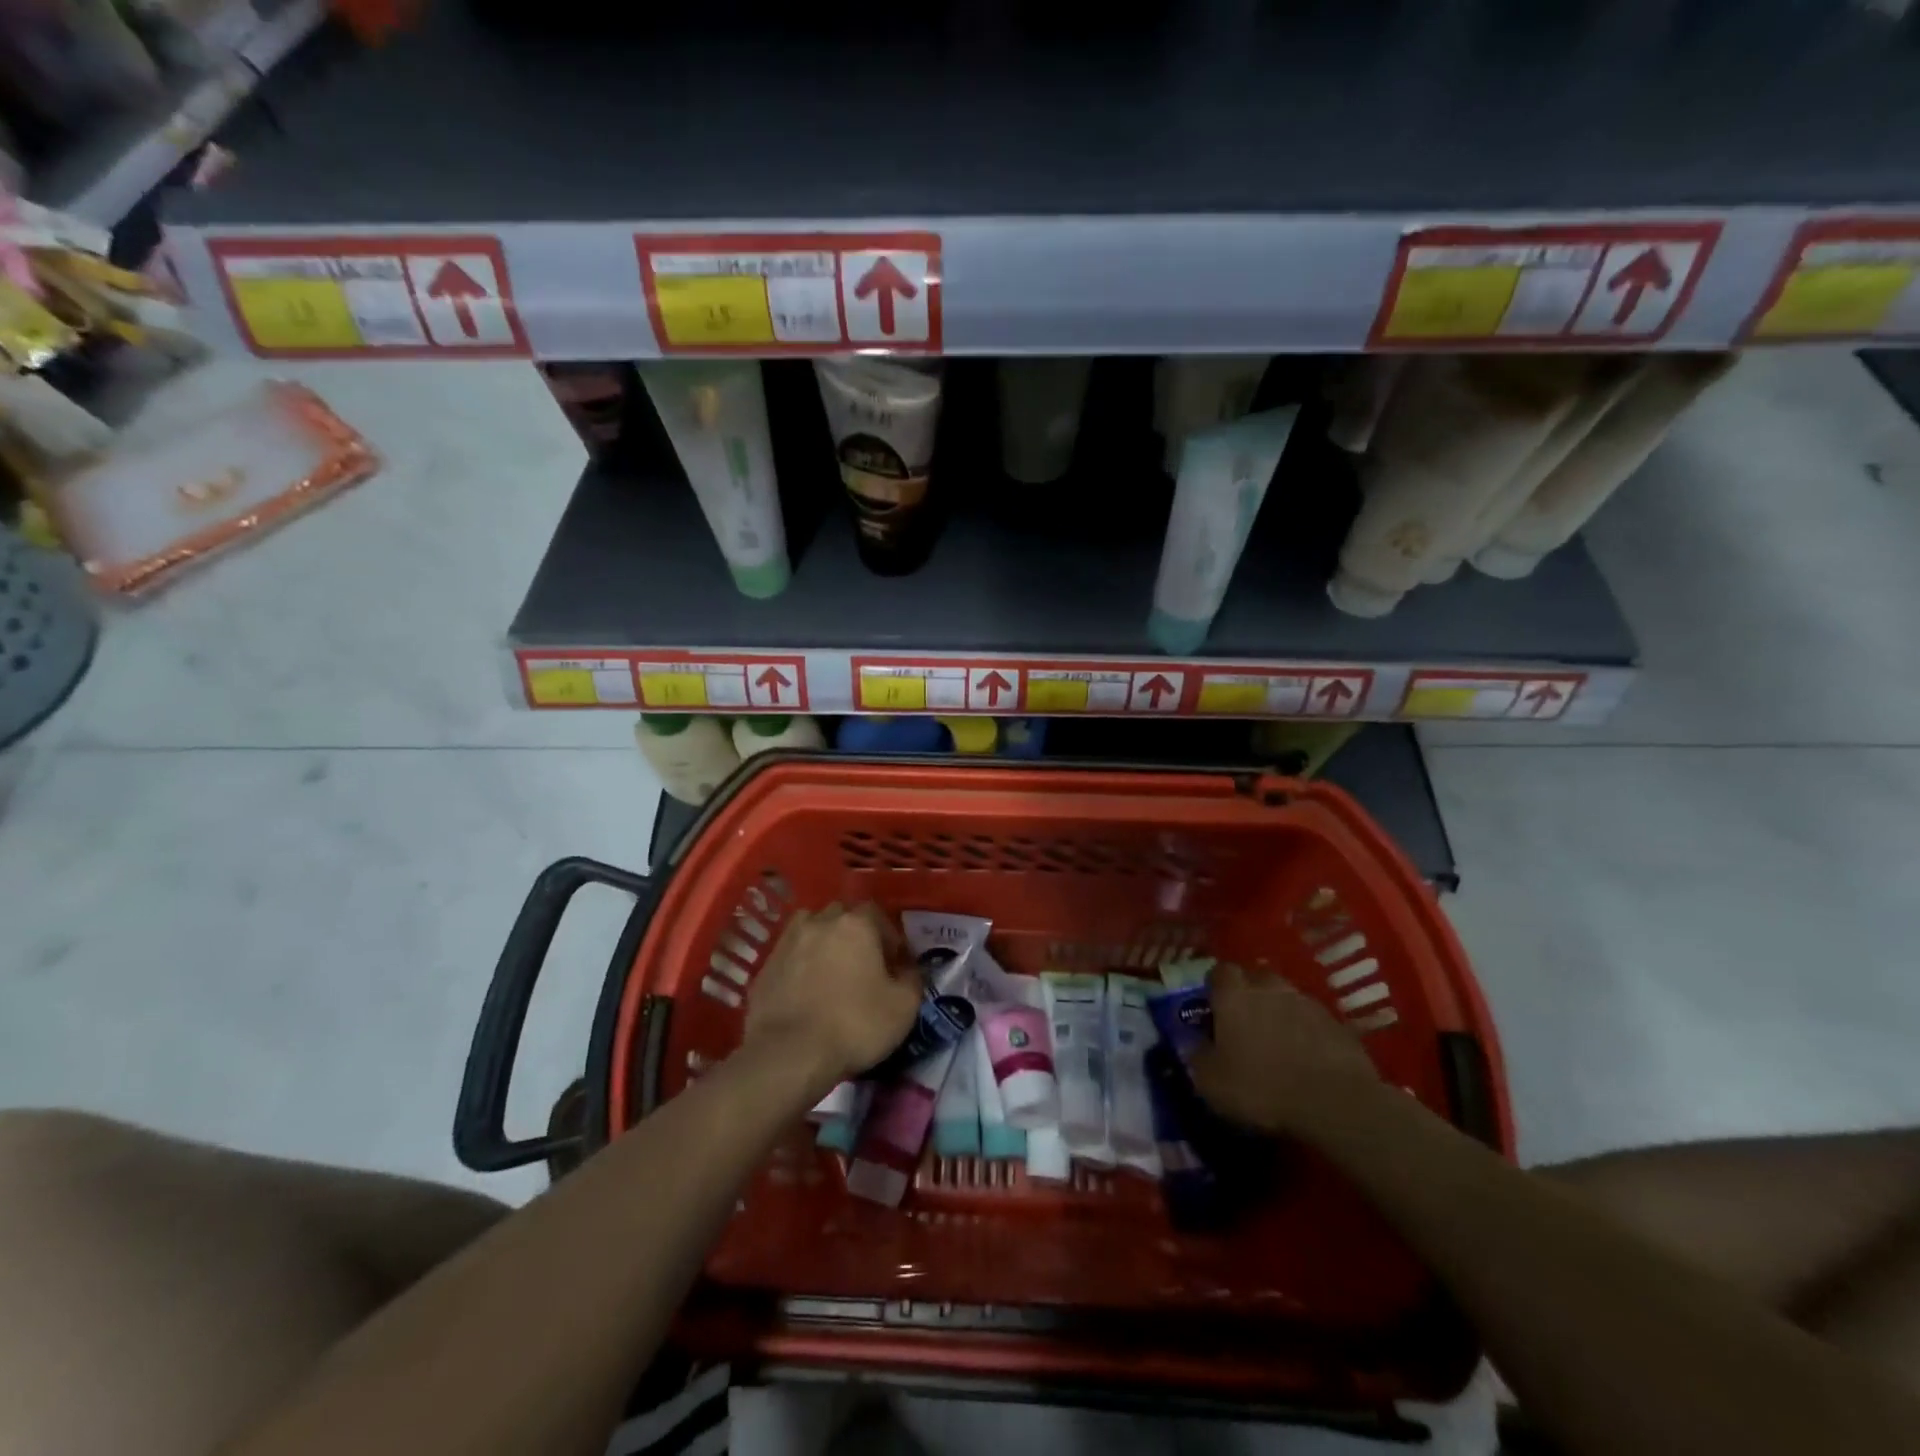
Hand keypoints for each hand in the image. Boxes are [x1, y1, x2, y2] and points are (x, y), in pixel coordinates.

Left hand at [744, 903, 921, 1094]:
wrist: (788, 1055)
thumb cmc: (854, 1025)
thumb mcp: (904, 1006)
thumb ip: (912, 978)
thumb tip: (907, 968)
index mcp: (856, 923)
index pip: (877, 914)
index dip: (888, 937)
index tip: (893, 965)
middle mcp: (820, 921)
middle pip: (842, 917)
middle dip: (854, 935)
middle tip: (862, 967)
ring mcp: (788, 941)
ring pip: (812, 931)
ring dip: (824, 944)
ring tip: (831, 975)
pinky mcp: (765, 966)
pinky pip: (791, 956)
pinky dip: (800, 966)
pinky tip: (806, 993)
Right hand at [1186, 962, 1383, 1135]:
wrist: (1335, 1103)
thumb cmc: (1261, 1087)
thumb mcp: (1211, 1082)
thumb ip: (1197, 1056)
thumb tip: (1195, 1044)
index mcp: (1233, 994)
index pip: (1219, 972)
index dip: (1214, 988)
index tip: (1213, 1008)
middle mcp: (1269, 987)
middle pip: (1255, 977)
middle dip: (1249, 993)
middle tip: (1245, 1022)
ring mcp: (1307, 1002)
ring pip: (1286, 996)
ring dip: (1280, 1011)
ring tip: (1278, 1041)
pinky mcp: (1337, 1023)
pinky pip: (1313, 1019)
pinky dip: (1307, 1031)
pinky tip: (1307, 1057)